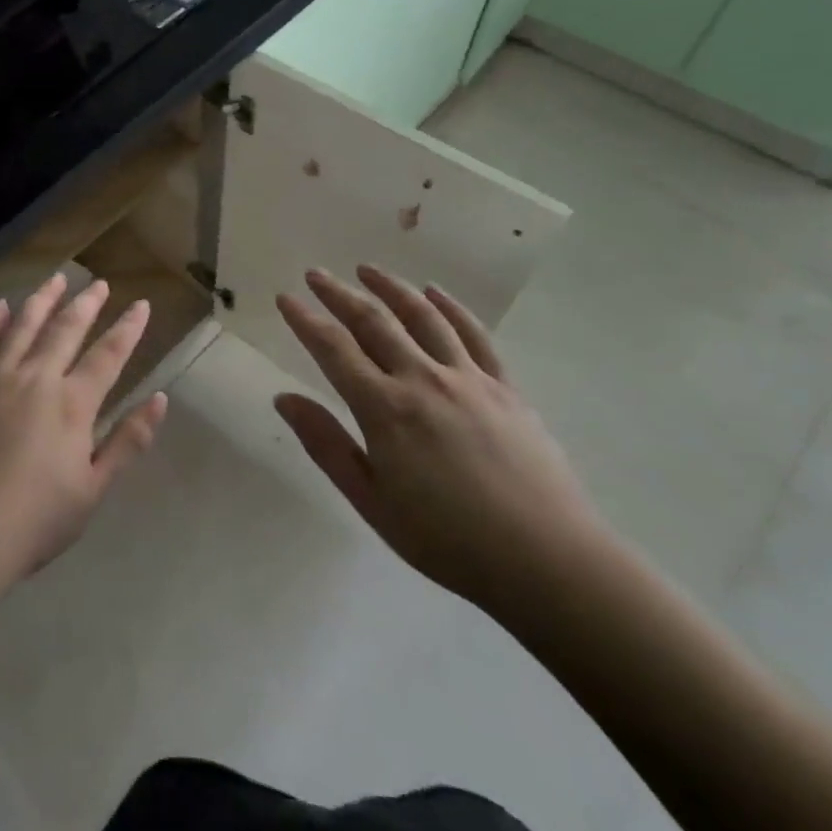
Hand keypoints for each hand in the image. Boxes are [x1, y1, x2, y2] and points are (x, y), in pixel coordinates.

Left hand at [0, 273, 167, 611]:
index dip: (127, 329)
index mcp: (71, 404)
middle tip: (98, 284)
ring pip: (21, 326)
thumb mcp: (92, 491)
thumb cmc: (32, 522)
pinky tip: (0, 307)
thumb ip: (127, 442)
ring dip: (42, 300)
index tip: (141, 305)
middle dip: (86, 303)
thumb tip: (159, 399)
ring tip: (56, 279)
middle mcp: (34, 379)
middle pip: (64, 330)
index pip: (107, 355)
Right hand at [274, 266, 610, 626]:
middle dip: (339, 294)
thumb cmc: (448, 541)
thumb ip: (327, 445)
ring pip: (422, 317)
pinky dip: (451, 308)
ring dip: (391, 287)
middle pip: (374, 322)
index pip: (334, 349)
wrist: (547, 561)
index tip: (285, 298)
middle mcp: (423, 379)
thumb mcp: (372, 502)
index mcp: (385, 410)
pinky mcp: (505, 387)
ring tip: (367, 269)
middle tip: (315, 274)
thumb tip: (284, 398)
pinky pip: (474, 335)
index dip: (306, 320)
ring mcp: (468, 378)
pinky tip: (434, 293)